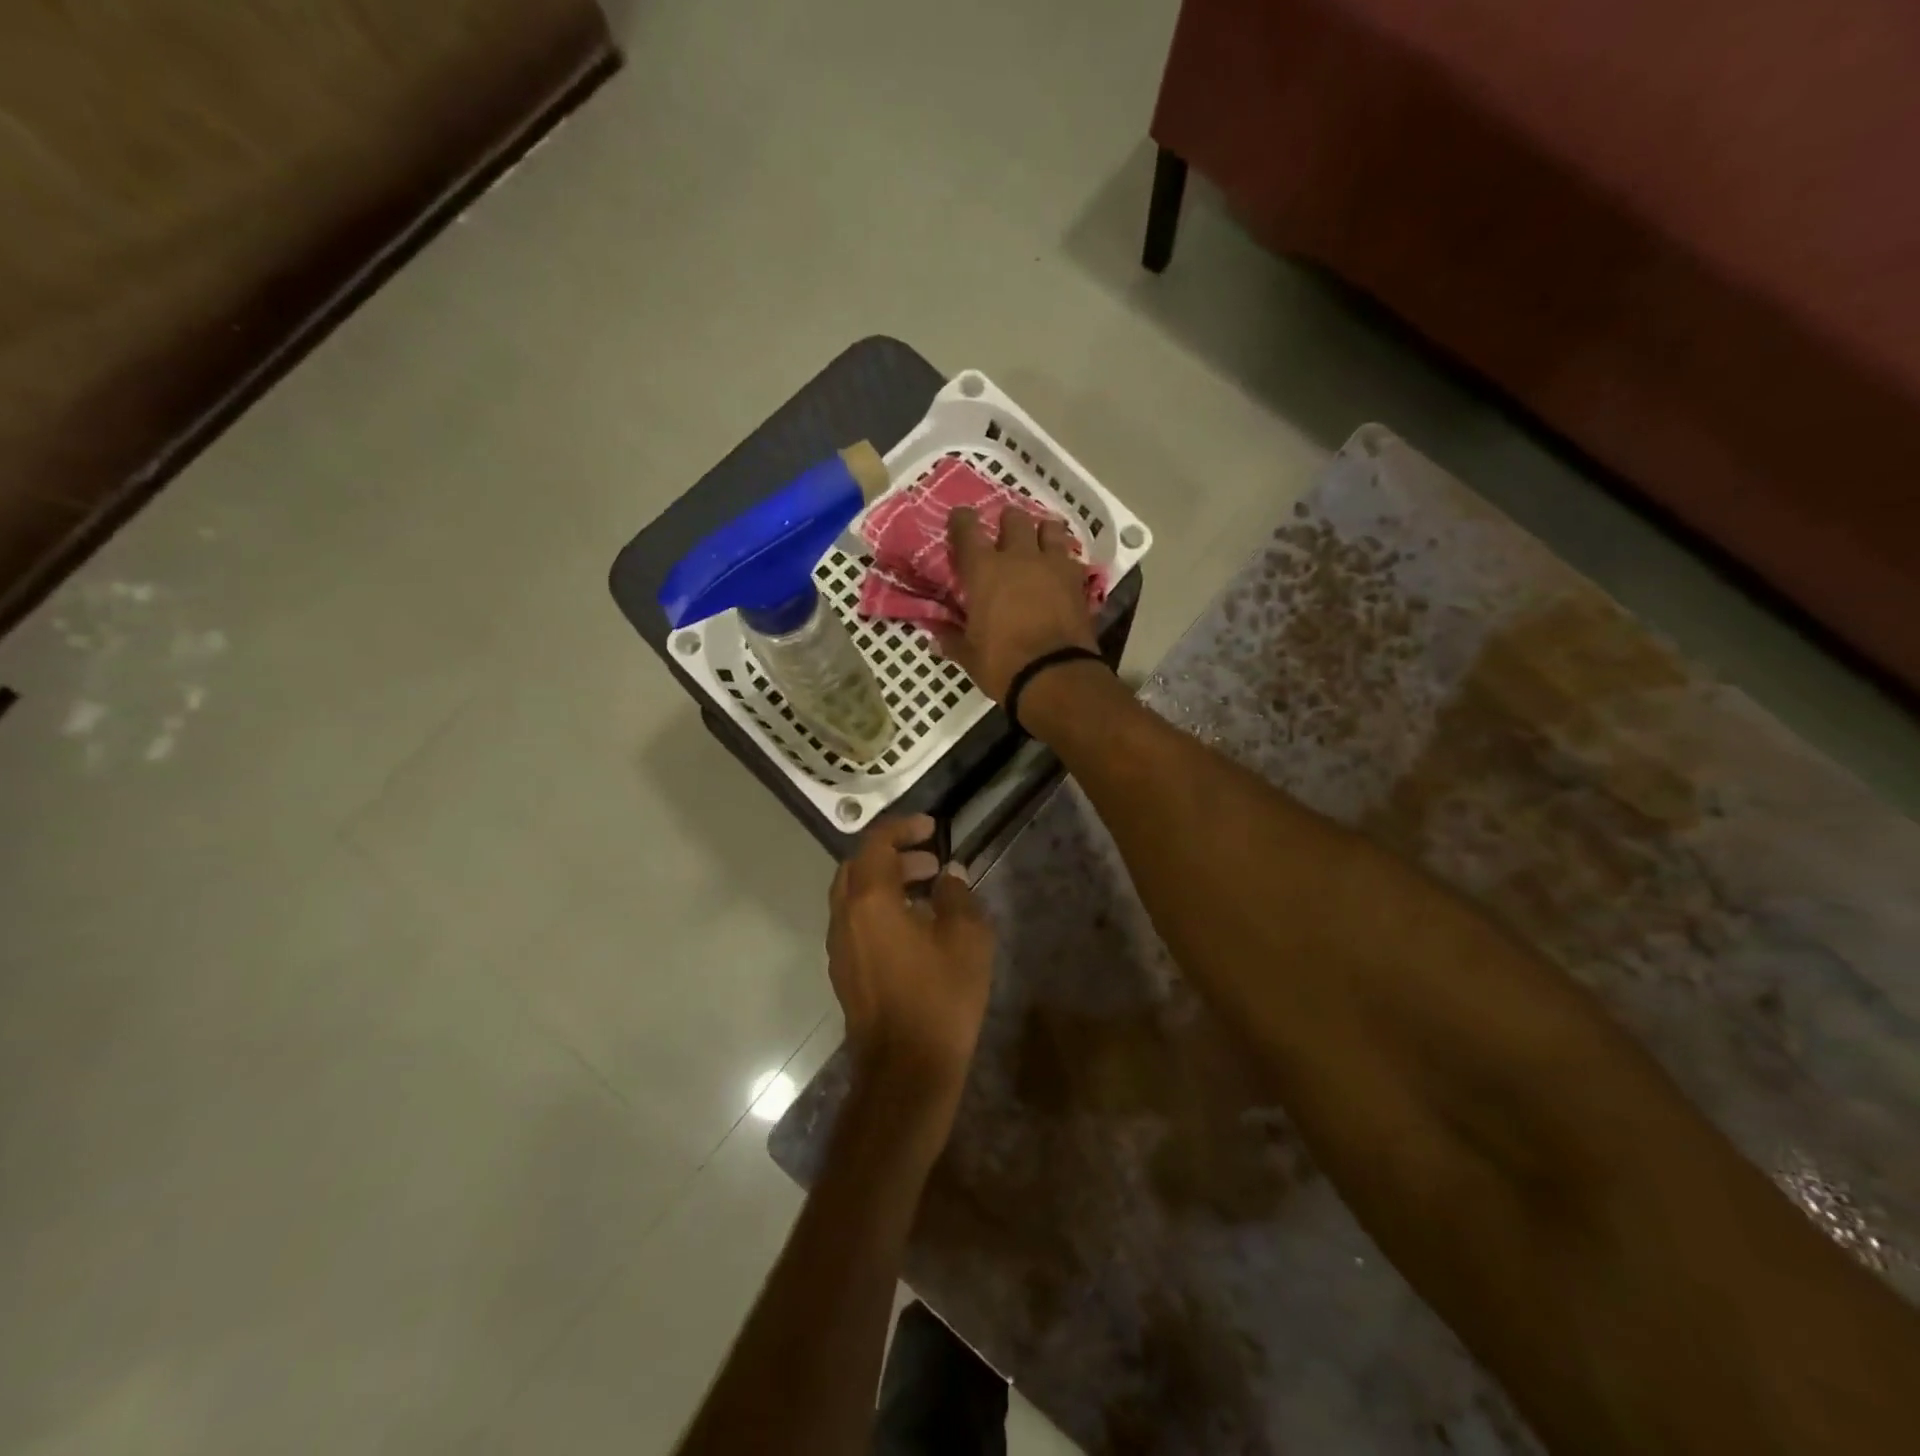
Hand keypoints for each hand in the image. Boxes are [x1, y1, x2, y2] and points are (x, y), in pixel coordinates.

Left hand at [827, 816, 995, 1111]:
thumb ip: (957, 896)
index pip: (876, 843)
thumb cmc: (940, 998)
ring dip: (887, 883)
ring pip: (855, 896)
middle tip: (931, 862)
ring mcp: (840, 947)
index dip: (903, 827)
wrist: (906, 1071)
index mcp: (870, 901)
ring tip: (929, 892)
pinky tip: (915, 929)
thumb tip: (948, 877)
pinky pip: (857, 923)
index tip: (932, 828)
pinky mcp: (845, 971)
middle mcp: (845, 917)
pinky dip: (880, 909)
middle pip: (858, 867)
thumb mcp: (966, 939)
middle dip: (893, 855)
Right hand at [935, 507, 1097, 701]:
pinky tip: (1059, 570)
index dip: (961, 520)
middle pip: (1014, 519)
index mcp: (984, 570)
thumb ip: (952, 639)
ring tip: (1038, 543)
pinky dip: (1063, 559)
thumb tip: (936, 635)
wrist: (1055, 676)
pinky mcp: (1078, 581)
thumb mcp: (969, 655)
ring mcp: (1053, 565)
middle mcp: (1019, 557)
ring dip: (1042, 532)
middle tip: (1003, 534)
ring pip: (1050, 528)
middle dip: (1007, 521)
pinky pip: (1070, 557)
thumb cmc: (1002, 664)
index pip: (968, 529)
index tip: (959, 519)